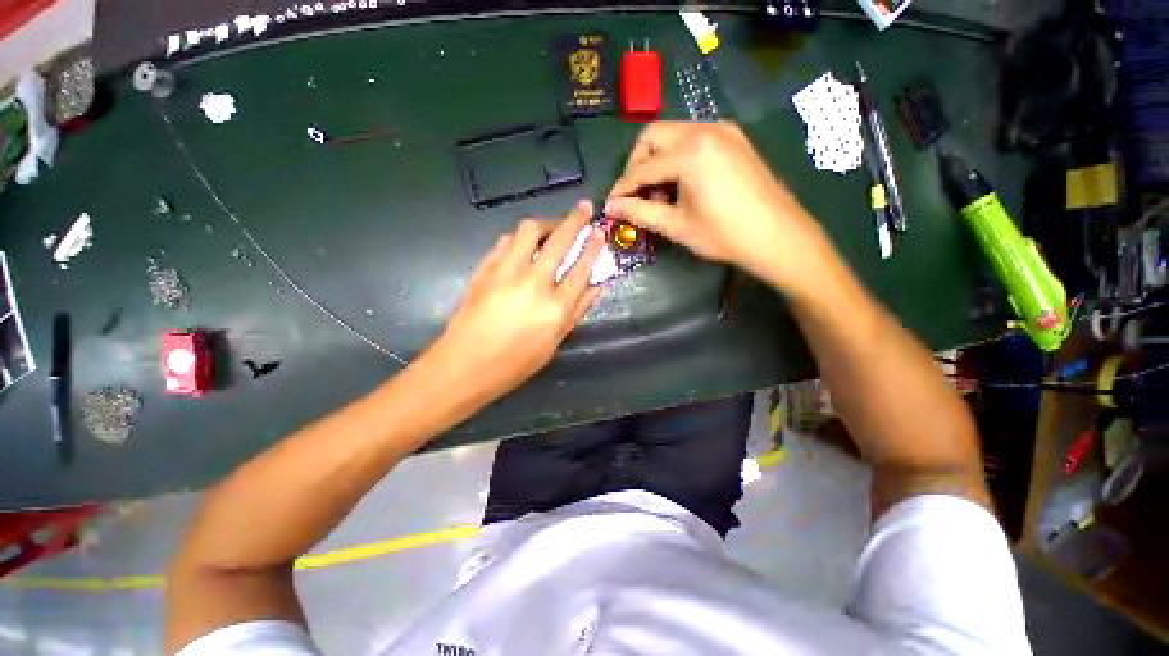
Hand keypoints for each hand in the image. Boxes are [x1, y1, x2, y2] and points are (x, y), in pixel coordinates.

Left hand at [424, 201, 604, 404]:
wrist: (465, 364)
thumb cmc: (515, 363)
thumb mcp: (554, 343)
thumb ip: (577, 311)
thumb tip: (596, 286)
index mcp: (555, 309)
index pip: (581, 269)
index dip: (593, 246)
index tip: (599, 231)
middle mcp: (534, 285)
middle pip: (559, 241)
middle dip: (575, 219)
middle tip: (584, 207)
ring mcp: (506, 273)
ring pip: (528, 232)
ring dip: (544, 224)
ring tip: (550, 229)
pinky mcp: (484, 269)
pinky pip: (505, 242)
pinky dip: (519, 239)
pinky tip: (523, 245)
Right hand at [605, 121, 833, 296]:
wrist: (777, 236)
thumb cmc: (723, 234)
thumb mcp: (675, 225)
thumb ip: (639, 212)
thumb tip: (612, 207)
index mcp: (689, 151)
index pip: (642, 167)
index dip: (622, 187)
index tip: (610, 204)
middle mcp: (704, 129)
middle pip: (653, 136)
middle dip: (637, 165)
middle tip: (635, 195)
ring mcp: (722, 130)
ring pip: (673, 135)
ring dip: (657, 161)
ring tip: (659, 194)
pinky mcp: (734, 138)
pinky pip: (693, 139)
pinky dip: (678, 157)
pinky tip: (681, 183)